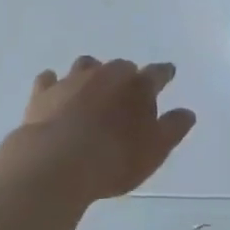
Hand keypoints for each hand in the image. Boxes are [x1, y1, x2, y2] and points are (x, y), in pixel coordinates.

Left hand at [8, 56, 196, 202]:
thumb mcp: (155, 150)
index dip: (165, 73)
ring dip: (92, 74)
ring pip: (86, 66)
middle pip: (121, 67)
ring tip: (92, 90)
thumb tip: (187, 112)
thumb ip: (173, 128)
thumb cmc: (114, 159)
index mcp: (138, 86)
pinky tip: (54, 91)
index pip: (158, 73)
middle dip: (126, 76)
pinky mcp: (43, 93)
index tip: (168, 73)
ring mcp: (72, 81)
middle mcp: (107, 75)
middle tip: (126, 95)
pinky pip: (49, 79)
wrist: (56, 164)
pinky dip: (54, 83)